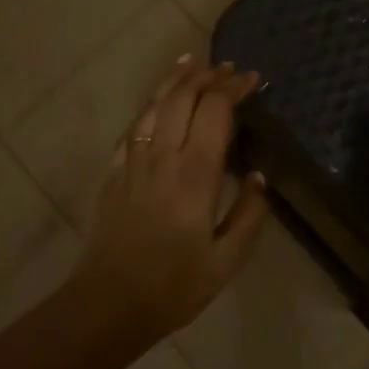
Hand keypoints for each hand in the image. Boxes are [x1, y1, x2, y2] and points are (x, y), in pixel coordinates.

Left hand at [74, 57, 269, 340]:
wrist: (109, 305)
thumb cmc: (174, 286)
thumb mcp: (227, 261)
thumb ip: (249, 215)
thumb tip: (259, 176)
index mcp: (196, 175)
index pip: (215, 111)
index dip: (234, 88)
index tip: (252, 79)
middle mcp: (163, 157)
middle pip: (183, 97)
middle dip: (208, 76)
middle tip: (228, 68)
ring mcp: (133, 162)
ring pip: (154, 105)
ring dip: (175, 80)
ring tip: (192, 63)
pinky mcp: (114, 173)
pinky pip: (133, 128)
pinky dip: (149, 106)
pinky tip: (156, 103)